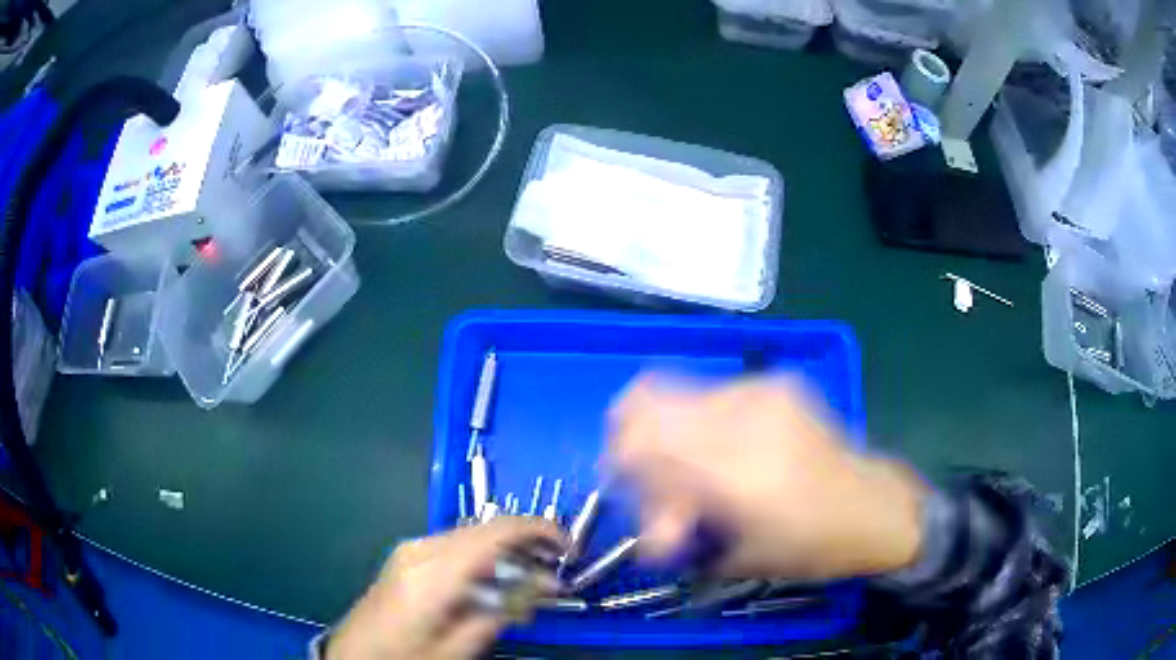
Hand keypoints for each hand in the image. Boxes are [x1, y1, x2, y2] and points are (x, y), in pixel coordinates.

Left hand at [327, 518, 562, 659]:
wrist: (356, 654)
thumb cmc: (407, 656)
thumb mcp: (460, 646)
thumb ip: (503, 611)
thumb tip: (545, 584)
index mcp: (434, 571)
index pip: (497, 532)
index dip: (540, 530)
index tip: (570, 548)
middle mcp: (422, 548)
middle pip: (487, 529)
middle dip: (527, 545)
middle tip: (554, 576)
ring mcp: (411, 549)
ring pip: (474, 536)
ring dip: (506, 553)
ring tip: (527, 586)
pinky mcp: (408, 556)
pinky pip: (456, 547)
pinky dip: (484, 558)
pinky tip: (493, 585)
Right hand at [607, 374, 925, 579]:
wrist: (874, 508)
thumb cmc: (811, 546)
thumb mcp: (739, 556)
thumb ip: (680, 534)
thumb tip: (642, 527)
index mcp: (737, 473)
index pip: (643, 438)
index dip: (619, 459)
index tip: (623, 486)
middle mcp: (747, 418)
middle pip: (648, 399)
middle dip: (632, 439)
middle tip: (653, 479)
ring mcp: (764, 392)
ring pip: (675, 392)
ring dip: (668, 431)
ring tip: (693, 470)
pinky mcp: (778, 384)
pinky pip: (711, 395)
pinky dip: (700, 423)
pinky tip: (725, 453)